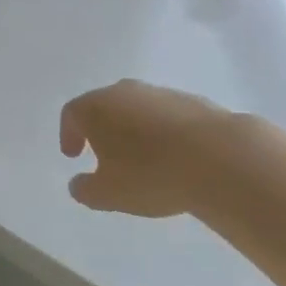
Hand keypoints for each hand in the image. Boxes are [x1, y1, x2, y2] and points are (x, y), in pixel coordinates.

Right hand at [60, 80, 234, 216]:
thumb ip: (86, 189)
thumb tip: (77, 184)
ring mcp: (158, 92)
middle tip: (105, 156)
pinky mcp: (190, 100)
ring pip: (136, 108)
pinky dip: (162, 131)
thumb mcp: (109, 194)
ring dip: (133, 129)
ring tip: (143, 159)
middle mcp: (122, 91)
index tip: (73, 155)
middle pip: (103, 106)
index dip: (68, 134)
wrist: (217, 157)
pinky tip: (174, 155)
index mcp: (95, 107)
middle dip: (101, 129)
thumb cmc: (150, 174)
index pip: (71, 114)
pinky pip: (165, 115)